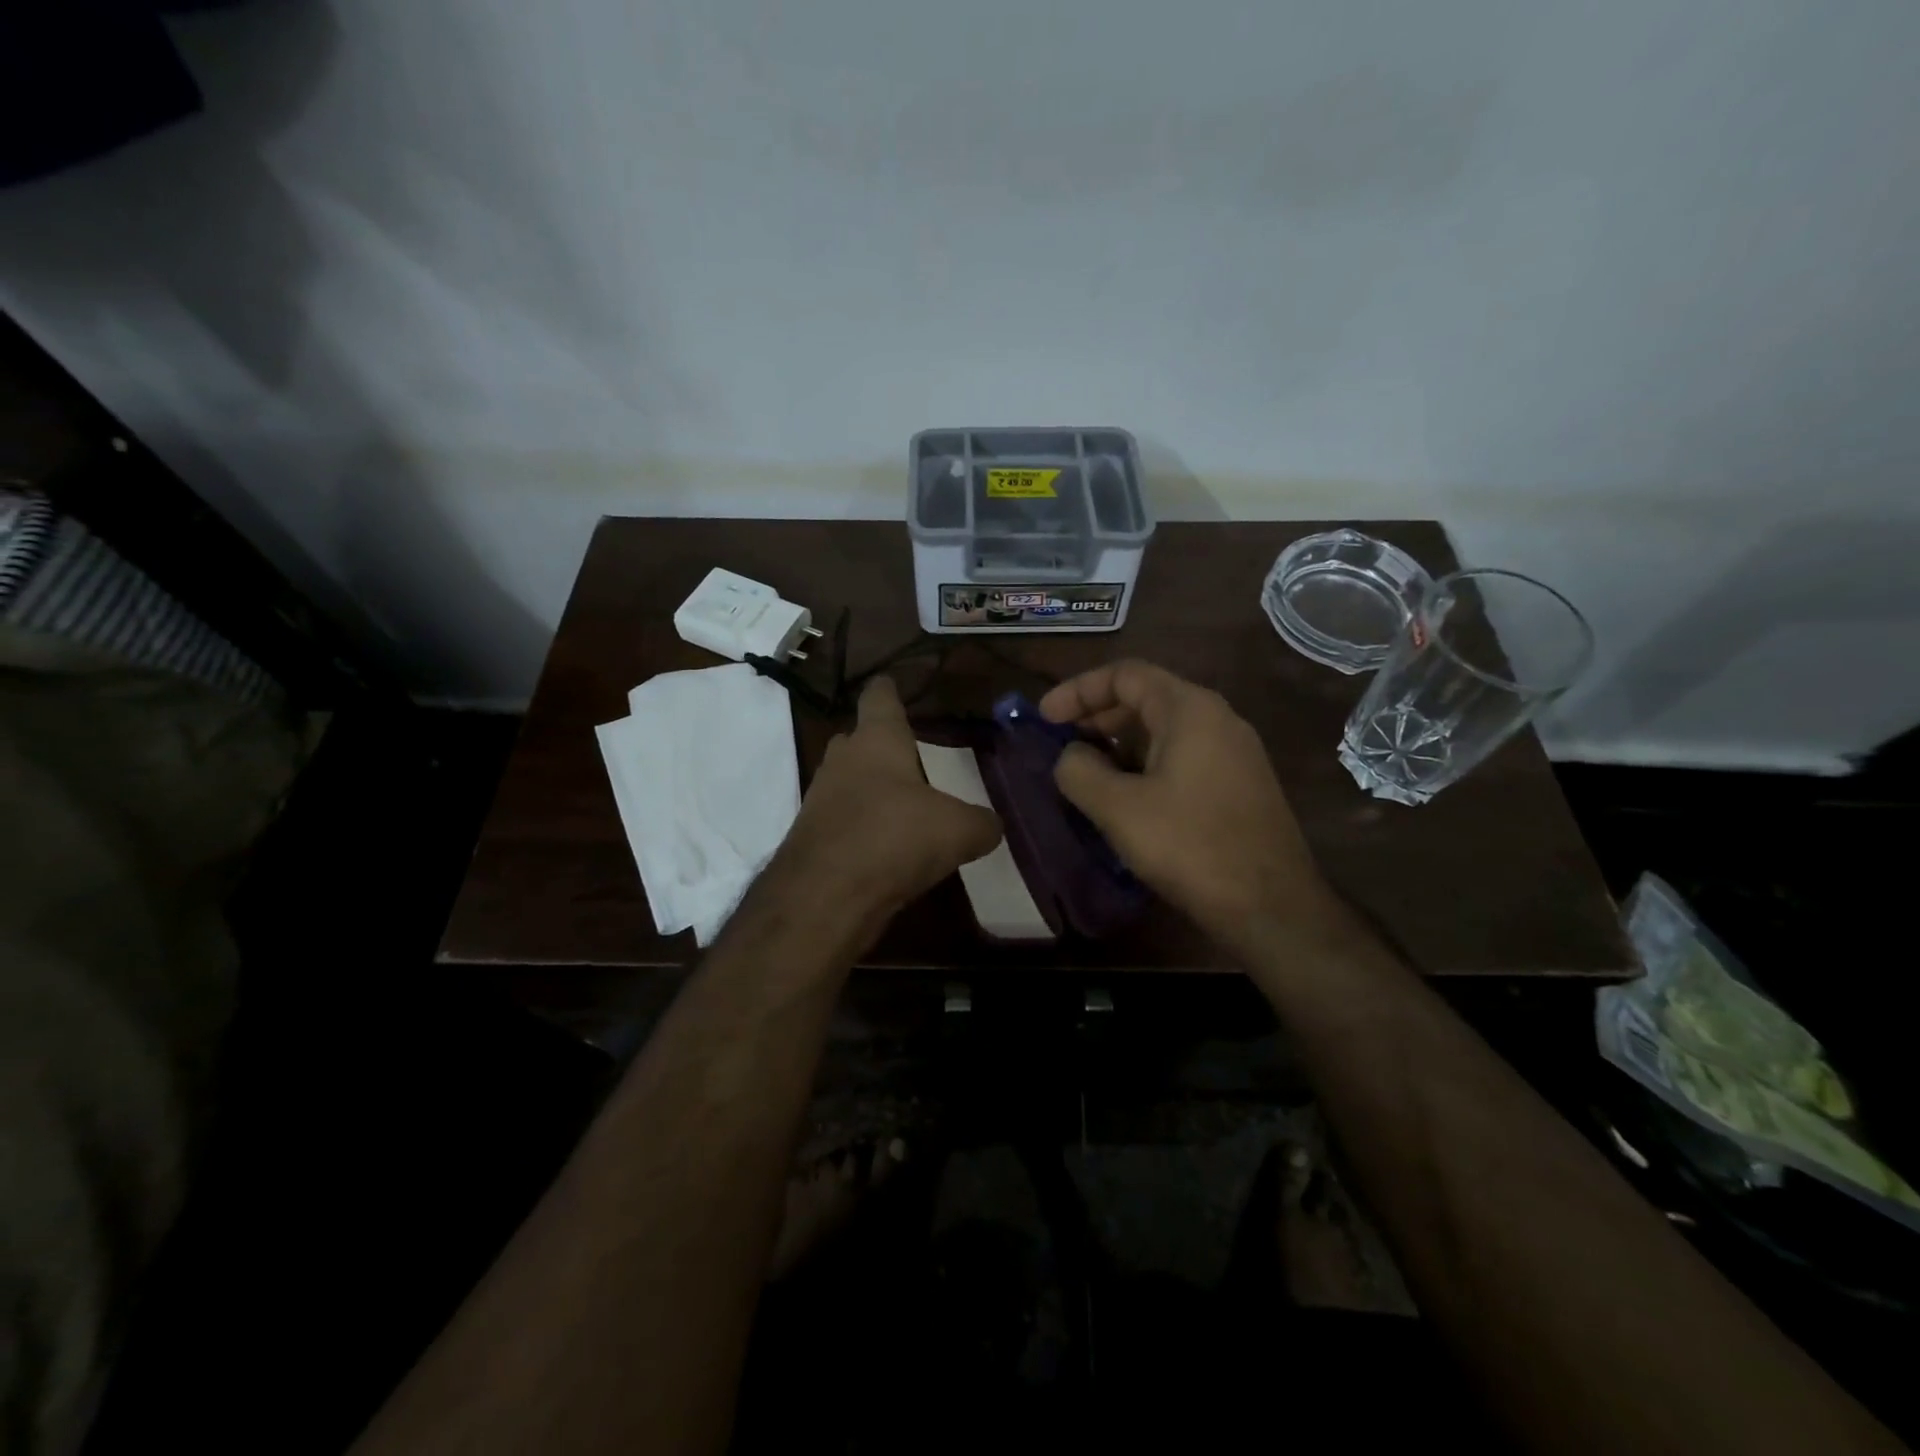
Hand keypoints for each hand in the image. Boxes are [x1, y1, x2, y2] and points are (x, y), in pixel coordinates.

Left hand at [784, 675, 1002, 915]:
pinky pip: (841, 819)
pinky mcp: (811, 836)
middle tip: (908, 756)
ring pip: (847, 781)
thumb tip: (993, 825)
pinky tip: (884, 846)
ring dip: (869, 789)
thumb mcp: (958, 831)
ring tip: (901, 805)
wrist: (825, 896)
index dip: (888, 689)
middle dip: (879, 744)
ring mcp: (820, 798)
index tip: (892, 683)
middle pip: (857, 739)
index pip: (879, 697)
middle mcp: (843, 760)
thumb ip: (982, 823)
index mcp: (877, 740)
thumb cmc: (894, 838)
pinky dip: (860, 826)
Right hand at [1039, 660, 1336, 944]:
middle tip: (1059, 743)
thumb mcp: (1119, 808)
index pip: (1125, 675)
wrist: (1272, 907)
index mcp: (1190, 710)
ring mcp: (1234, 753)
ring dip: (1119, 744)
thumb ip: (1079, 771)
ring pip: (1164, 731)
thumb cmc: (1191, 846)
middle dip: (1096, 716)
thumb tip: (1070, 756)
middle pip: (1146, 698)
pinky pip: (1182, 757)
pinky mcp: (1239, 785)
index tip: (1044, 717)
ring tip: (1085, 773)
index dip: (1078, 690)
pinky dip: (1145, 764)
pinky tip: (1125, 798)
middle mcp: (1217, 719)